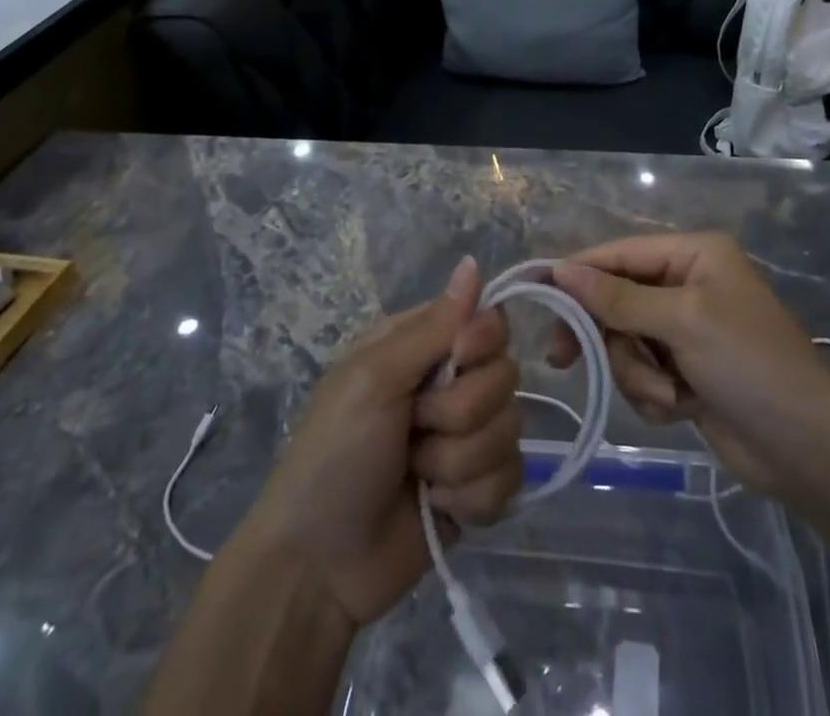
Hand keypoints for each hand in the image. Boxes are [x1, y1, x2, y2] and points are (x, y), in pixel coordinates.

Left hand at [245, 257, 523, 627]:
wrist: (319, 566)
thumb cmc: (335, 453)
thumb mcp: (374, 378)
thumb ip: (432, 326)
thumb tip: (472, 263)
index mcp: (422, 346)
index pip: (487, 319)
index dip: (484, 340)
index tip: (460, 359)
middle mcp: (450, 384)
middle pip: (505, 375)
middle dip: (461, 412)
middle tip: (414, 429)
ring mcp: (466, 438)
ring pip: (510, 429)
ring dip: (460, 461)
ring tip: (417, 475)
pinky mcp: (478, 489)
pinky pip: (510, 479)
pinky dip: (472, 498)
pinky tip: (438, 507)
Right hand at [549, 234, 829, 498]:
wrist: (809, 450)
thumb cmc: (750, 365)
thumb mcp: (682, 322)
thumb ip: (618, 297)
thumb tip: (561, 270)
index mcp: (693, 255)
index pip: (619, 254)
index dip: (577, 271)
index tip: (536, 292)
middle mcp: (687, 285)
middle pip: (616, 300)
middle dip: (611, 337)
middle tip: (567, 359)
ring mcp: (687, 331)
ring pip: (625, 343)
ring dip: (638, 374)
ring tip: (670, 395)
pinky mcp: (687, 372)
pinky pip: (643, 374)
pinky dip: (654, 394)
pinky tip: (683, 409)